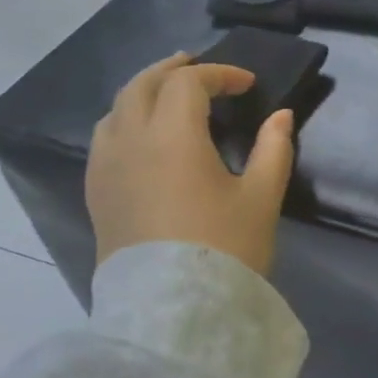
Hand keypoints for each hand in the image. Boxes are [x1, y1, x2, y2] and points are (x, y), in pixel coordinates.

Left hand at [86, 54, 294, 274]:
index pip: (189, 82)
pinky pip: (105, 137)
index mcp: (173, 137)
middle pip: (143, 85)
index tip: (249, 85)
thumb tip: (280, 117)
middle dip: (173, 69)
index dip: (221, 74)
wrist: (171, 311)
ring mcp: (106, 168)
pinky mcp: (97, 193)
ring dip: (145, 90)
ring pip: (116, 108)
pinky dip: (126, 118)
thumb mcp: (261, 197)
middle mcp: (131, 142)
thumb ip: (273, 149)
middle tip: (199, 66)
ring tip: (169, 93)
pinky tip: (144, 134)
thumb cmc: (223, 248)